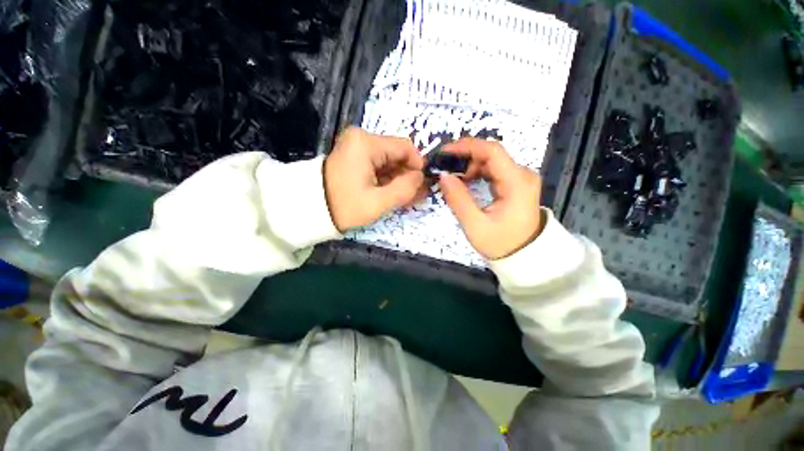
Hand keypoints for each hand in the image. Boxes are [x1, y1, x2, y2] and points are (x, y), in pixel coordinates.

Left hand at [324, 127, 424, 231]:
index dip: (418, 165)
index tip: (422, 185)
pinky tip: (394, 194)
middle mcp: (362, 139)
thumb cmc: (344, 206)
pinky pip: (379, 166)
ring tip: (407, 198)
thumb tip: (420, 178)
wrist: (310, 209)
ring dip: (399, 179)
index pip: (404, 147)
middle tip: (416, 196)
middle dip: (408, 175)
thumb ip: (405, 189)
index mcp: (366, 143)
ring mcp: (357, 147)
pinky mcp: (355, 157)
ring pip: (389, 161)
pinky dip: (388, 179)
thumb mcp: (378, 202)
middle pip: (397, 154)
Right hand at [439, 138, 543, 259]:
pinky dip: (477, 172)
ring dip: (470, 165)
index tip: (444, 152)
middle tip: (445, 169)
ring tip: (453, 178)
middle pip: (491, 154)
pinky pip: (494, 170)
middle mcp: (523, 174)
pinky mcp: (516, 183)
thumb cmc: (501, 244)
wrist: (524, 256)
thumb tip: (443, 175)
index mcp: (517, 182)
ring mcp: (521, 177)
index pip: (492, 151)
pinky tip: (466, 181)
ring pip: (491, 161)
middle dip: (465, 157)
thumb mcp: (475, 225)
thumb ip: (458, 199)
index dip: (466, 147)